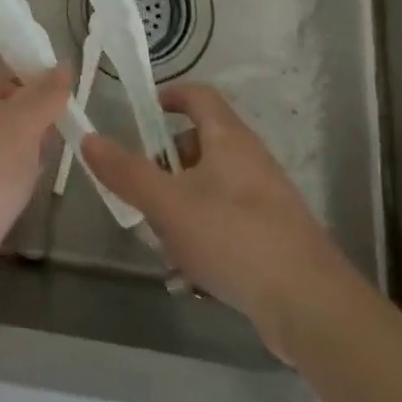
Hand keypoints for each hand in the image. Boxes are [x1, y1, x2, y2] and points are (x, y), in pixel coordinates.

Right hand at [81, 83, 370, 359]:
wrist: (311, 306)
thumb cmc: (234, 238)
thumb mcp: (168, 204)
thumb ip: (127, 172)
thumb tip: (90, 139)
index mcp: (228, 138)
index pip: (197, 95)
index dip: (169, 96)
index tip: (141, 114)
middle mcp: (249, 159)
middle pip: (199, 144)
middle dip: (166, 167)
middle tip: (144, 193)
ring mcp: (265, 199)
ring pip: (210, 188)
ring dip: (181, 208)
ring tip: (163, 243)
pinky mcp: (274, 237)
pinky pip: (227, 222)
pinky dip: (204, 237)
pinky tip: (192, 276)